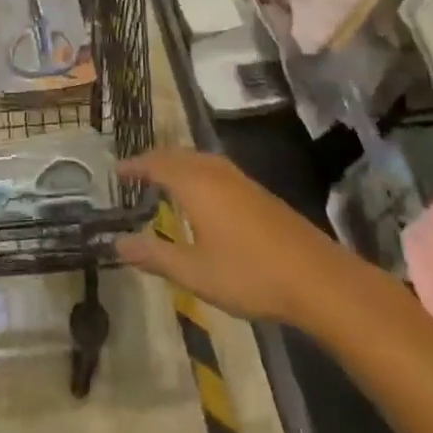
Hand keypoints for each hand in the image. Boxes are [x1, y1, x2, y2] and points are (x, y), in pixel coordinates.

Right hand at [115, 148, 339, 326]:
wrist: (316, 278)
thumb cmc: (249, 274)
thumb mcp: (194, 272)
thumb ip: (155, 256)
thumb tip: (117, 244)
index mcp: (195, 184)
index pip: (156, 164)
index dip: (135, 165)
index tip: (116, 170)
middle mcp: (215, 172)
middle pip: (178, 155)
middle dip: (154, 160)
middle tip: (135, 172)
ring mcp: (240, 180)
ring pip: (199, 159)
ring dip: (177, 163)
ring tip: (163, 178)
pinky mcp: (257, 192)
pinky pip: (215, 168)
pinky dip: (197, 171)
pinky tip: (202, 194)